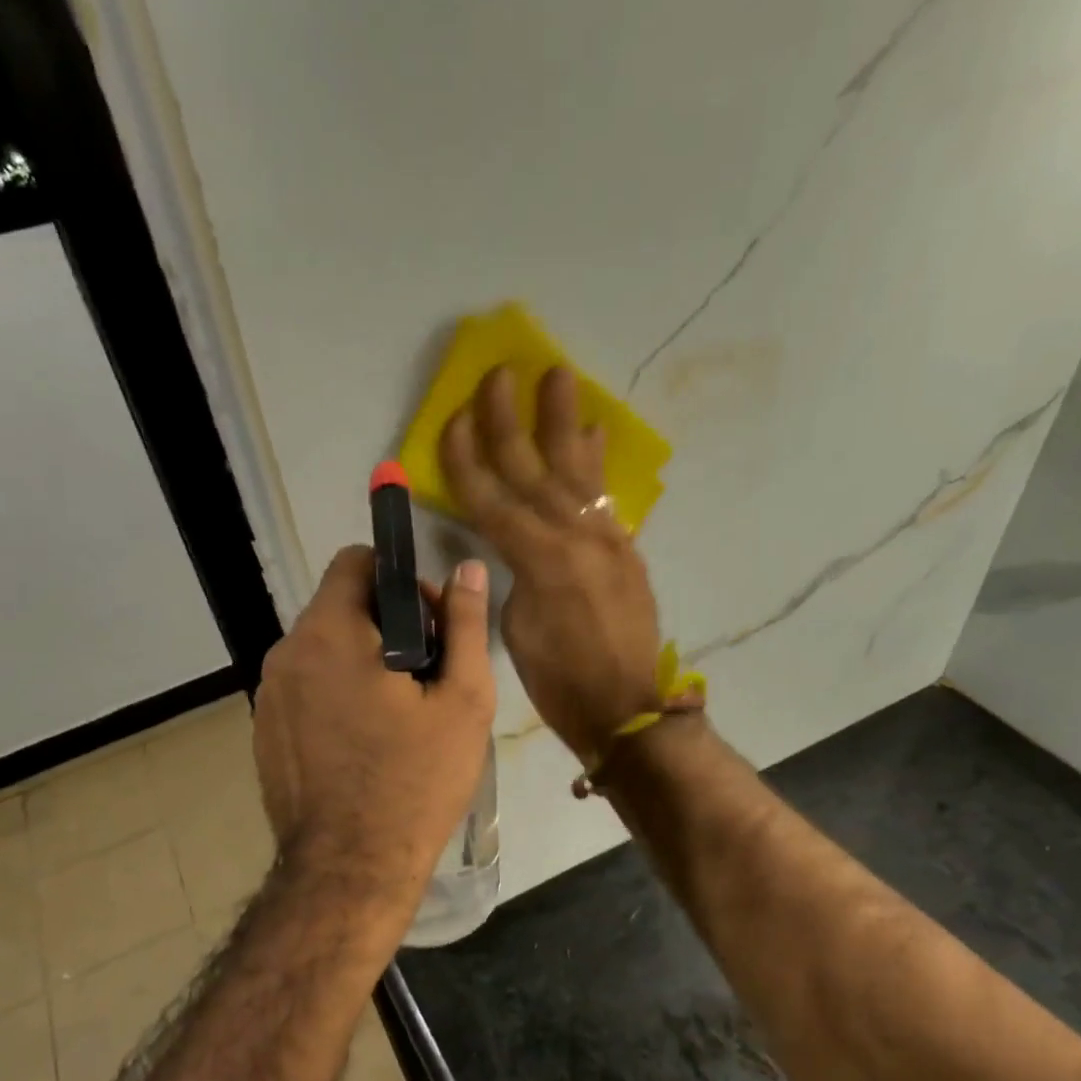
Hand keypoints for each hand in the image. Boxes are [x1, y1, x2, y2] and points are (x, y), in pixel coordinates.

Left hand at [254, 545, 495, 915]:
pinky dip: (334, 693)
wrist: (350, 868)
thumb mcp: (463, 702)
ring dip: (361, 660)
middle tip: (425, 677)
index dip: (400, 580)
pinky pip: (304, 687)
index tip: (430, 628)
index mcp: (330, 633)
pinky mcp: (262, 731)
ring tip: (397, 714)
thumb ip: (465, 627)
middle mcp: (286, 653)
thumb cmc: (416, 782)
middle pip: (339, 606)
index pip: (355, 562)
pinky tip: (363, 741)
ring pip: (321, 649)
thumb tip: (467, 570)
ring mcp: (267, 695)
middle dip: (385, 625)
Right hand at [439, 365, 662, 763]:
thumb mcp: (518, 630)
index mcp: (540, 561)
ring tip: (557, 376)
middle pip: (535, 470)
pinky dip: (595, 464)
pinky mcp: (625, 550)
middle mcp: (576, 537)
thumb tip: (515, 549)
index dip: (468, 460)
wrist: (627, 707)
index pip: (492, 500)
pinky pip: (604, 496)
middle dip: (511, 421)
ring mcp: (606, 540)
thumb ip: (514, 576)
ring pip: (577, 471)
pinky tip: (591, 434)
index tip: (453, 418)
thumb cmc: (560, 682)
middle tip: (500, 373)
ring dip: (563, 422)